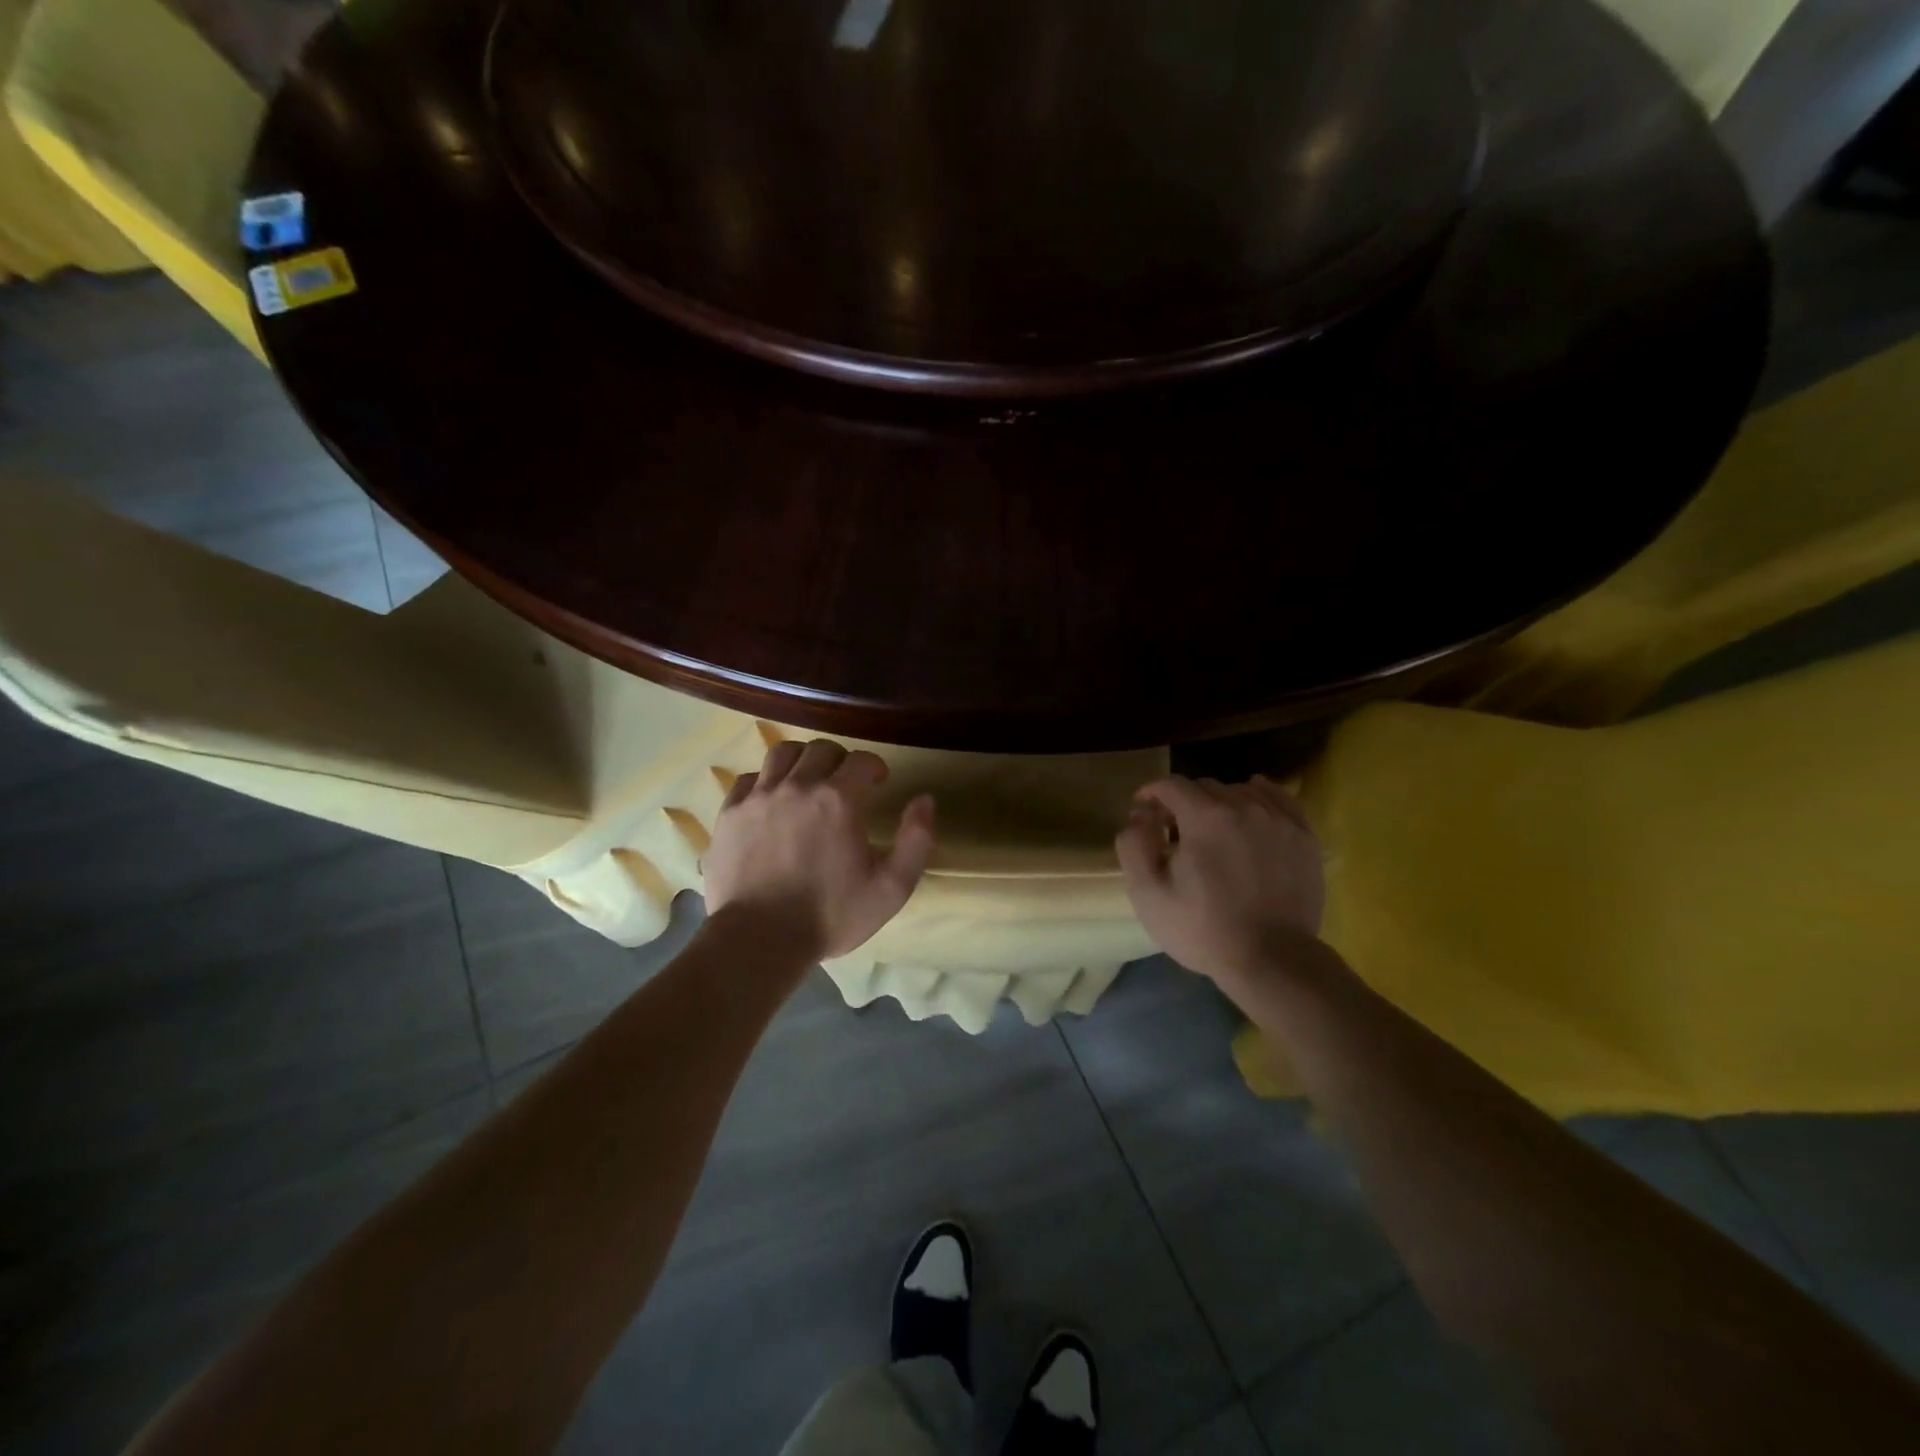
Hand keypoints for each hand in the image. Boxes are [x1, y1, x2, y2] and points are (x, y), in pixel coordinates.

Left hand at [704, 739, 935, 960]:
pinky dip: (765, 781)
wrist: (759, 939)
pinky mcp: (730, 814)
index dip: (874, 768)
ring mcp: (759, 797)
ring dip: (802, 761)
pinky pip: (749, 779)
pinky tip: (771, 801)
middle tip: (845, 784)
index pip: (861, 760)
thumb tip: (925, 800)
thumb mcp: (891, 888)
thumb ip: (916, 840)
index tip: (878, 783)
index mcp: (839, 799)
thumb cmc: (830, 915)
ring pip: (783, 754)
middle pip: (821, 750)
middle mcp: (798, 786)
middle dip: (840, 760)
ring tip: (807, 782)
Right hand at [1115, 775, 1324, 985]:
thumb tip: (1141, 814)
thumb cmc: (1203, 929)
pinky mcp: (1303, 835)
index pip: (1171, 785)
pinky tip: (1250, 813)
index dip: (1152, 793)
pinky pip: (1278, 798)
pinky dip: (1259, 798)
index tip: (1144, 812)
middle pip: (1205, 786)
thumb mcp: (1148, 893)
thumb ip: (1134, 843)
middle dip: (1184, 802)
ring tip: (1214, 831)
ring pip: (1241, 791)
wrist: (1272, 960)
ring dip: (1220, 803)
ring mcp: (1279, 819)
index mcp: (1204, 817)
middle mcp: (1243, 806)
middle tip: (1175, 832)